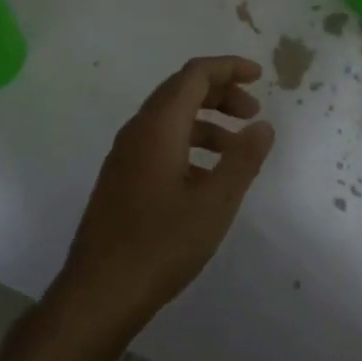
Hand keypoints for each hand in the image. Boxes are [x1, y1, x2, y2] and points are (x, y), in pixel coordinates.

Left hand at [47, 56, 275, 344]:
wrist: (99, 292)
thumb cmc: (161, 244)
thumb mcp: (214, 203)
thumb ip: (242, 159)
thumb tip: (262, 125)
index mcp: (158, 126)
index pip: (194, 75)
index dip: (228, 68)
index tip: (259, 76)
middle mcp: (137, 130)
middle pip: (180, 91)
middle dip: (220, 93)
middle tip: (253, 113)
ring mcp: (124, 155)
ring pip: (169, 119)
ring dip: (206, 122)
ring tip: (238, 149)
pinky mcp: (120, 178)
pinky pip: (159, 143)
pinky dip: (189, 144)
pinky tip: (206, 177)